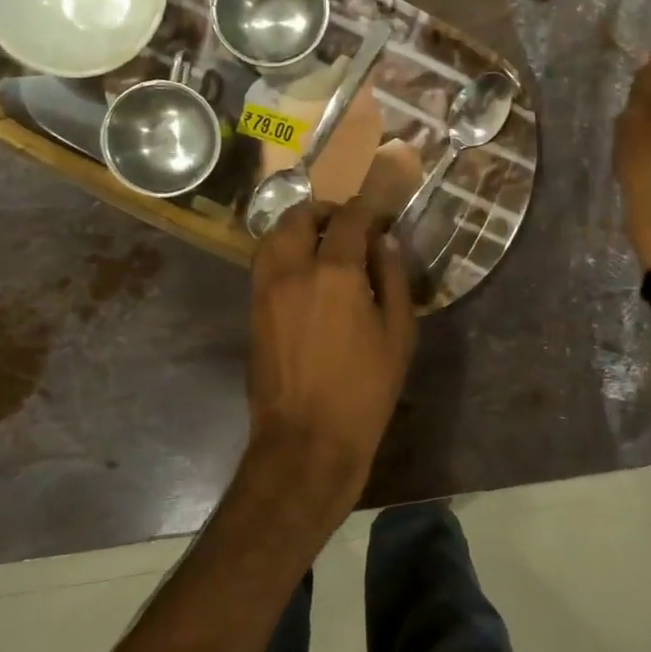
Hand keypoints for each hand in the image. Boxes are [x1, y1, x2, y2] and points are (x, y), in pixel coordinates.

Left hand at [246, 198, 417, 520]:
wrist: (307, 441)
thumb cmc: (364, 391)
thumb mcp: (398, 335)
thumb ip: (393, 279)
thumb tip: (385, 243)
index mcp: (336, 273)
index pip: (349, 220)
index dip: (365, 210)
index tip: (377, 213)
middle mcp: (294, 270)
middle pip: (300, 217)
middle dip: (325, 212)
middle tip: (347, 225)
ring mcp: (266, 289)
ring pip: (273, 236)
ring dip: (297, 228)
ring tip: (320, 243)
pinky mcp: (252, 310)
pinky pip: (263, 263)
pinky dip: (281, 251)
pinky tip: (302, 271)